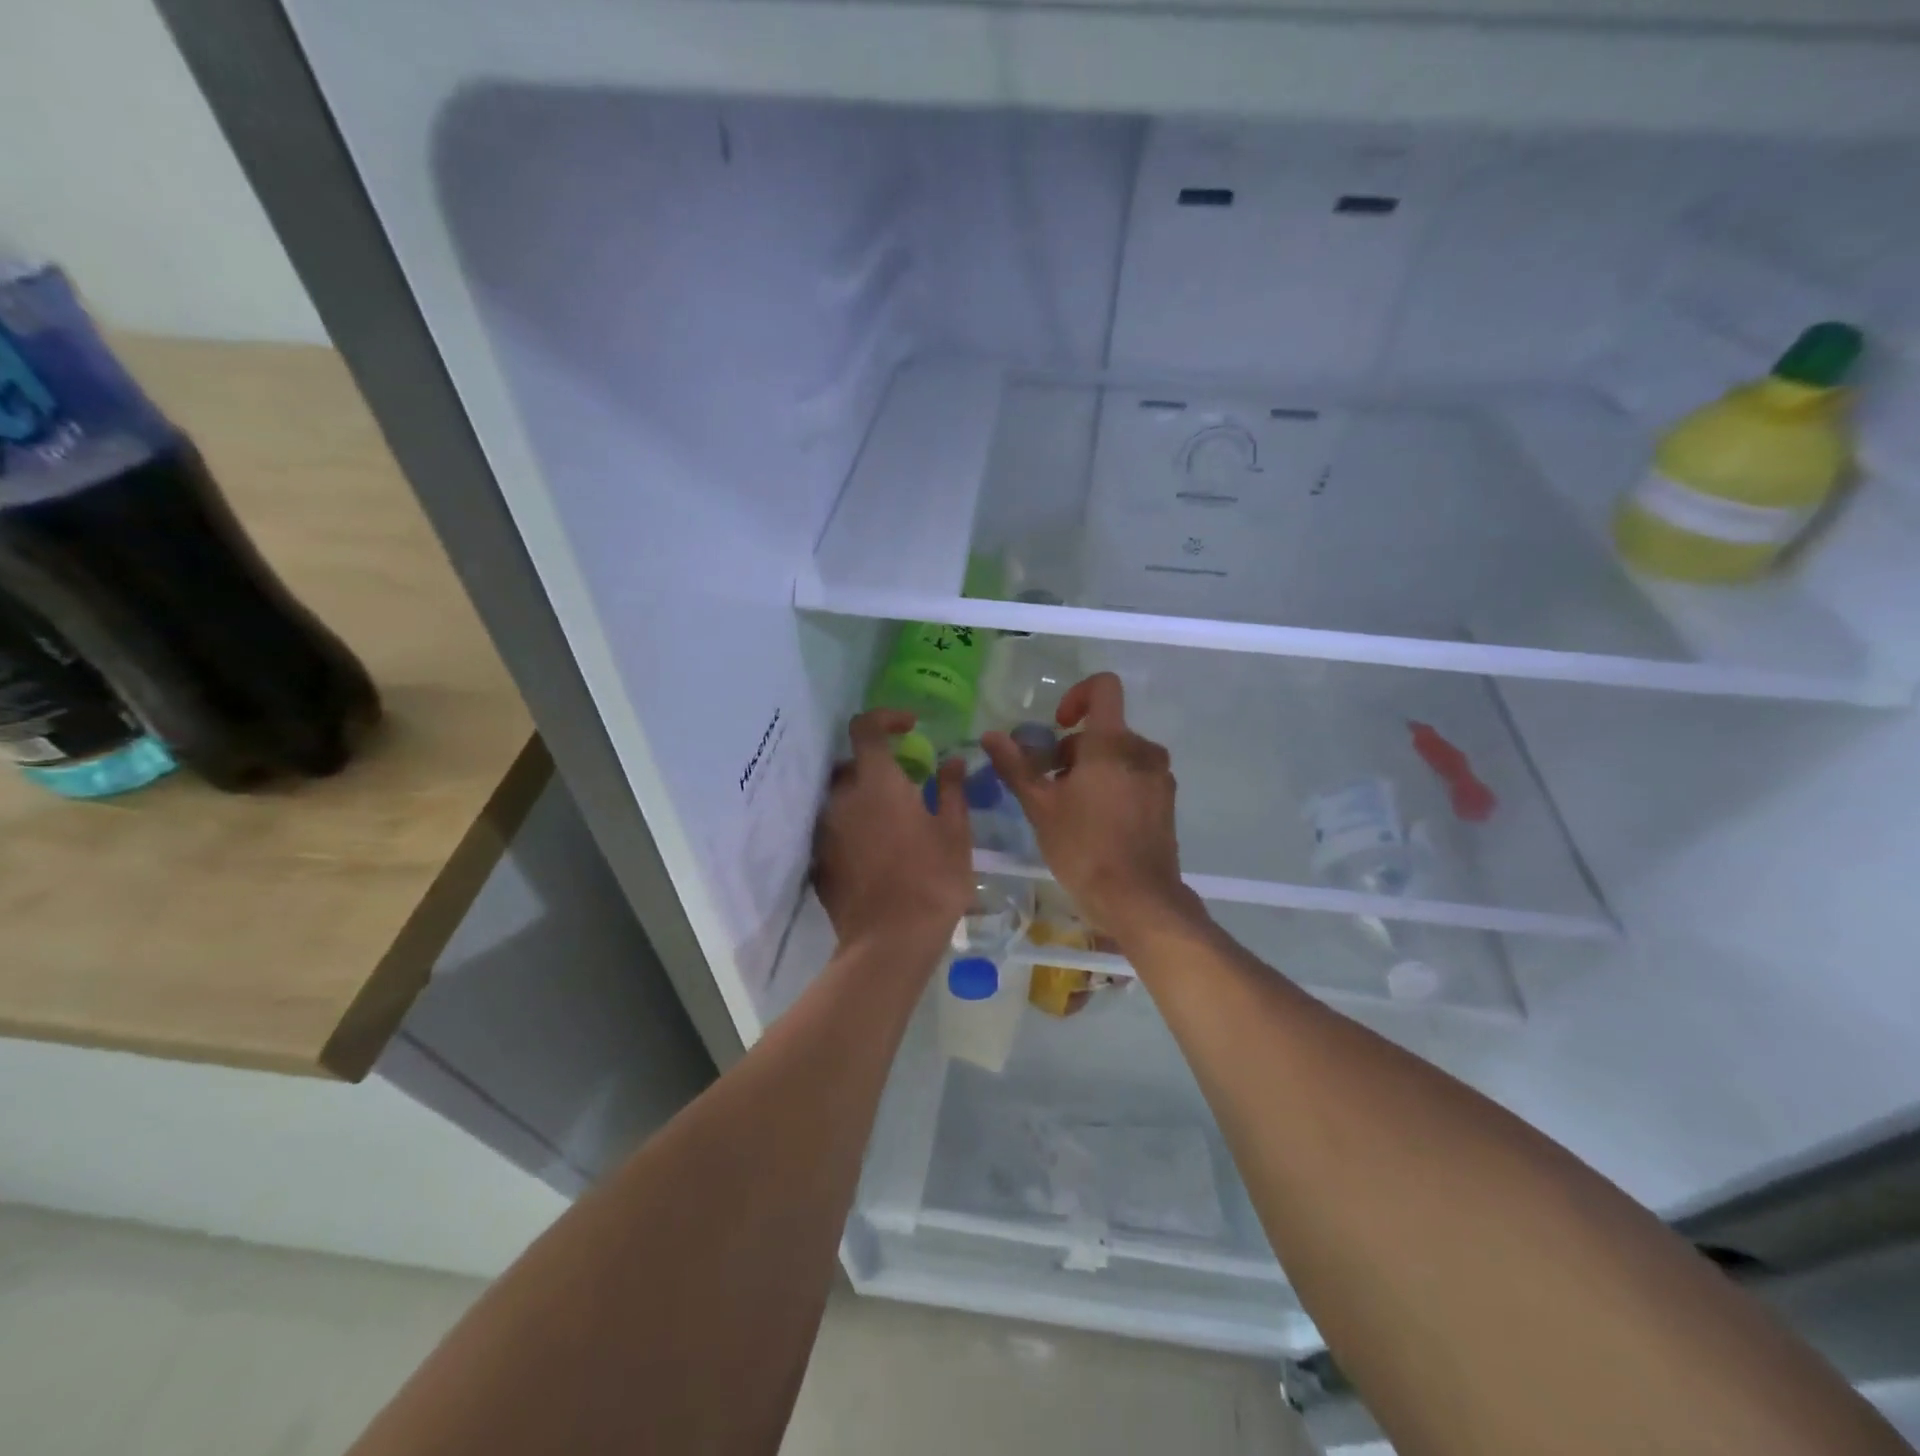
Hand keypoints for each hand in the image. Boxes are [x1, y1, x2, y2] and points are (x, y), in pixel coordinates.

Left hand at [812, 709, 974, 950]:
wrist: (890, 941)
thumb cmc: (932, 880)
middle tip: (908, 783)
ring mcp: (826, 830)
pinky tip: (879, 851)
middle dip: (877, 764)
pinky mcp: (820, 859)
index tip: (910, 726)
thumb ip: (951, 789)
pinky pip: (836, 828)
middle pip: (851, 763)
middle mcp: (842, 798)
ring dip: (865, 798)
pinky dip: (854, 827)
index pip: (866, 727)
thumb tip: (953, 761)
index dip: (886, 717)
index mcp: (877, 782)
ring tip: (895, 821)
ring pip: (841, 797)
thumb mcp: (954, 832)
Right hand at [982, 673, 1201, 945]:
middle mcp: (1143, 750)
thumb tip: (991, 735)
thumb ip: (1016, 766)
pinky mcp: (1166, 801)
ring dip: (1091, 768)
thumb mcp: (1040, 806)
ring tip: (1070, 807)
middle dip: (1073, 749)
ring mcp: (1159, 777)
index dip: (1076, 695)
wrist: (1139, 899)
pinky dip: (1113, 784)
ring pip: (1119, 754)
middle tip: (1049, 785)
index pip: (1103, 687)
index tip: (1057, 726)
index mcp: (1113, 743)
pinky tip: (1095, 822)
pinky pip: (1135, 776)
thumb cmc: (1083, 848)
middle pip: (1104, 729)